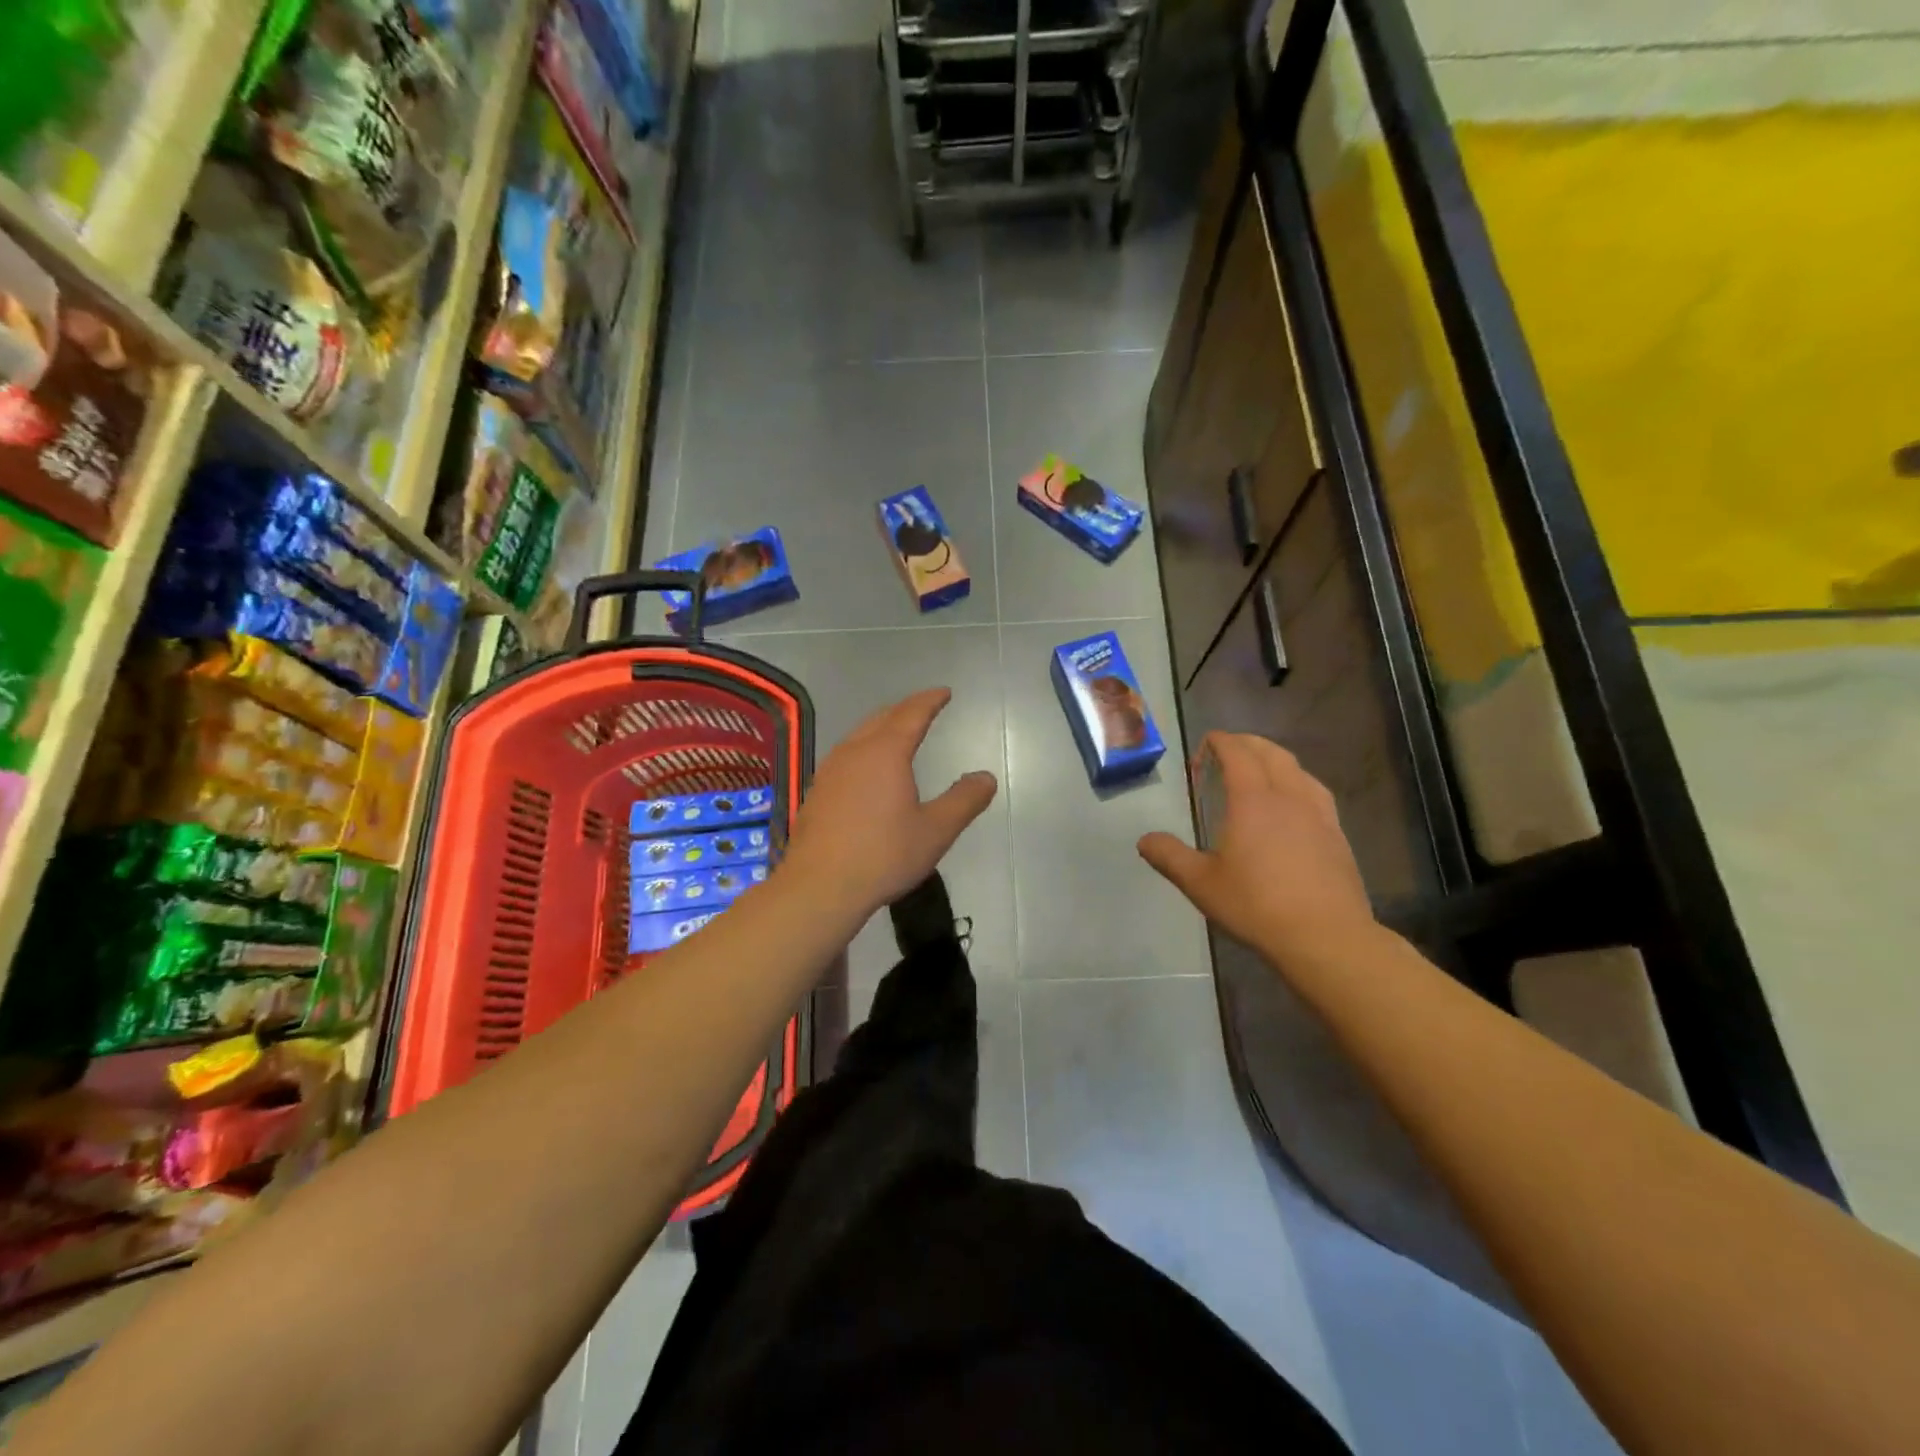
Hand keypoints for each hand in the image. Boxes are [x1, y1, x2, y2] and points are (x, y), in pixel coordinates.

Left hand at [784, 688, 997, 922]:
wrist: (819, 887)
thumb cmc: (883, 855)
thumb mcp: (935, 831)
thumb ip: (964, 801)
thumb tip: (986, 777)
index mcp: (886, 753)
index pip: (912, 714)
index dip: (930, 700)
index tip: (944, 692)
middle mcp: (855, 752)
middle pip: (882, 718)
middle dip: (905, 709)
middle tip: (923, 706)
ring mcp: (831, 771)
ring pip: (860, 735)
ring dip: (882, 726)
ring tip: (897, 730)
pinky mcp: (818, 791)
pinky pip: (846, 754)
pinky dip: (864, 747)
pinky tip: (866, 767)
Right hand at [1138, 733, 1374, 961]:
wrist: (1325, 937)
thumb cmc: (1256, 906)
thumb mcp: (1201, 884)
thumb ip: (1169, 857)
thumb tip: (1145, 840)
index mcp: (1252, 800)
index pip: (1237, 753)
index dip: (1220, 742)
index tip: (1205, 744)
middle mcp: (1288, 796)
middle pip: (1270, 753)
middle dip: (1247, 744)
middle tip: (1227, 753)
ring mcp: (1318, 813)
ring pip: (1297, 769)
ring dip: (1275, 760)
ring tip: (1259, 772)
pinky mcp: (1337, 834)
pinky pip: (1315, 792)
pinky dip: (1297, 782)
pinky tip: (1293, 805)